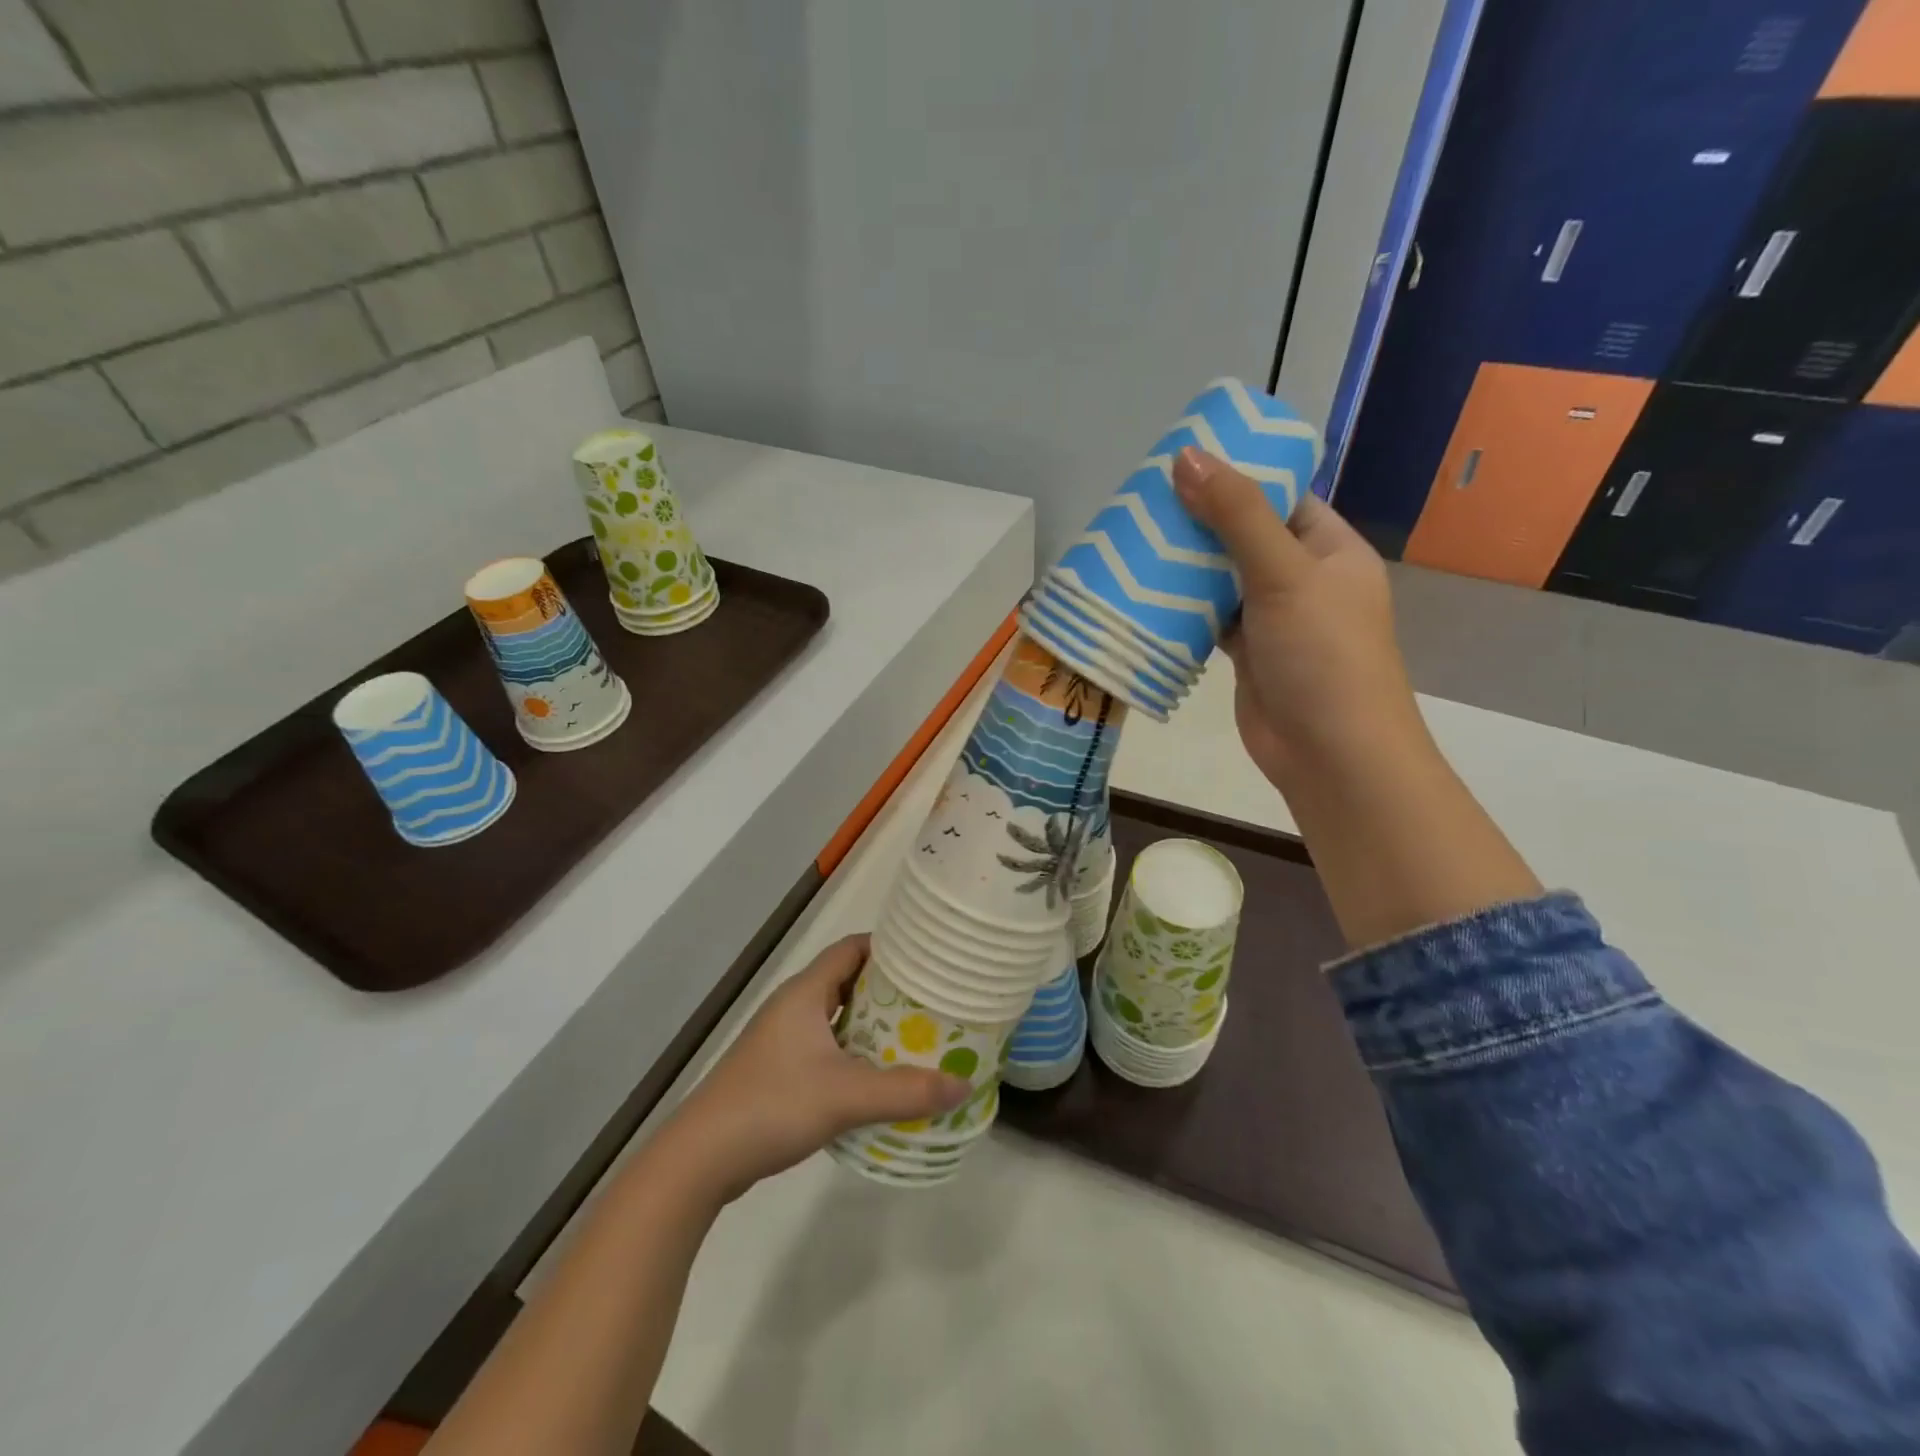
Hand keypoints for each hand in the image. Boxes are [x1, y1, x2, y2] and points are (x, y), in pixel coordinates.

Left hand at [663, 935, 969, 1203]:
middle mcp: (793, 1007)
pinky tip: (876, 1077)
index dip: (888, 947)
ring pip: (835, 1017)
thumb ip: (906, 1091)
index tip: (926, 959)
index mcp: (805, 993)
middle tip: (930, 1001)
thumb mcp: (846, 1097)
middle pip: (846, 981)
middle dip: (887, 989)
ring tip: (913, 1037)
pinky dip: (852, 1052)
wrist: (701, 1159)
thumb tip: (962, 1086)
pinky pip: (824, 1046)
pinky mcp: (776, 1070)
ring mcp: (781, 1039)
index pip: (851, 949)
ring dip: (870, 1024)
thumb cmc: (773, 1106)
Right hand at [1171, 446, 1427, 794]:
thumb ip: (1237, 515)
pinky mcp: (1246, 654)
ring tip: (1132, 539)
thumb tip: (1187, 455)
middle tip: (1143, 501)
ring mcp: (1274, 620)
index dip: (1238, 476)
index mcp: (1330, 549)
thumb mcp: (1284, 572)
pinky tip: (1143, 593)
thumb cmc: (1322, 654)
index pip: (1282, 497)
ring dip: (1185, 566)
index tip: (1184, 462)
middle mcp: (1304, 579)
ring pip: (1223, 580)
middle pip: (1245, 536)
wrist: (1330, 754)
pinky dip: (1182, 608)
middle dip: (1200, 521)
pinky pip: (1209, 619)